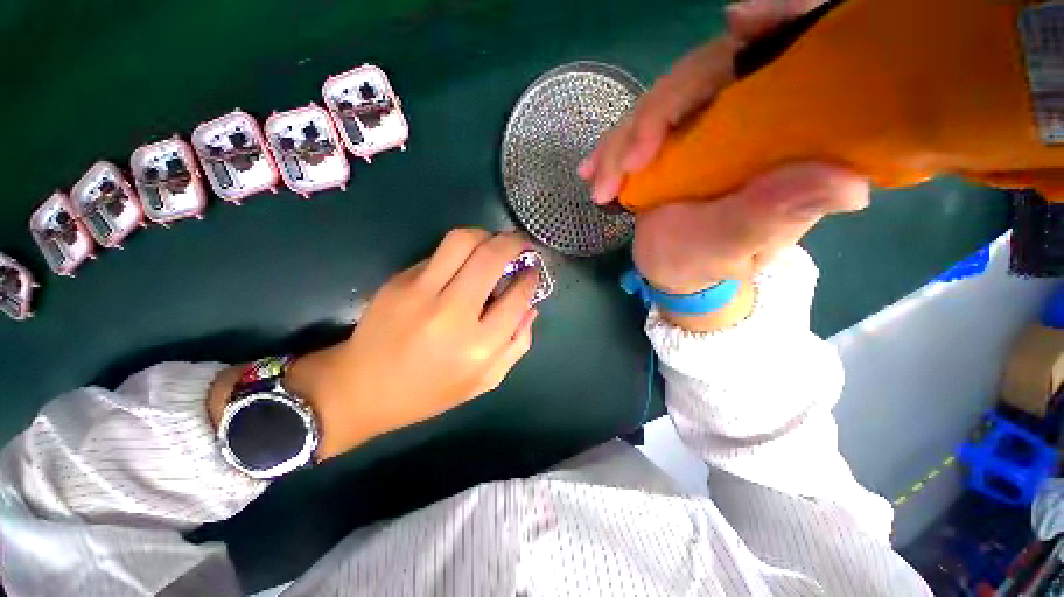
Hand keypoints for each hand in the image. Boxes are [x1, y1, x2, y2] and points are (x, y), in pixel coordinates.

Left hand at [211, 230, 539, 460]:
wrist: (360, 388)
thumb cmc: (429, 392)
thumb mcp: (484, 381)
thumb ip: (516, 345)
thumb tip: (531, 308)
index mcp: (478, 347)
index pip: (517, 297)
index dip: (530, 278)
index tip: (533, 270)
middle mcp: (452, 314)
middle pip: (491, 257)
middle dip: (513, 242)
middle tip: (520, 244)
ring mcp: (421, 292)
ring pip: (463, 241)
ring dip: (486, 235)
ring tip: (493, 244)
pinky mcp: (399, 281)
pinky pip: (439, 252)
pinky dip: (460, 251)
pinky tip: (462, 264)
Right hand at [578, 0, 866, 331]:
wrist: (674, 268)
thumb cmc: (711, 262)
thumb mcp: (740, 244)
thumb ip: (777, 215)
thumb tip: (847, 182)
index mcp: (790, 133)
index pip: (797, 57)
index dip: (780, 23)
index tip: (741, 20)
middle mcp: (752, 114)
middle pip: (709, 73)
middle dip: (659, 113)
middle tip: (626, 162)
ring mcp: (704, 122)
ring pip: (662, 102)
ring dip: (622, 140)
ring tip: (599, 184)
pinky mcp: (669, 137)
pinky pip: (638, 126)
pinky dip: (611, 147)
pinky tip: (591, 169)